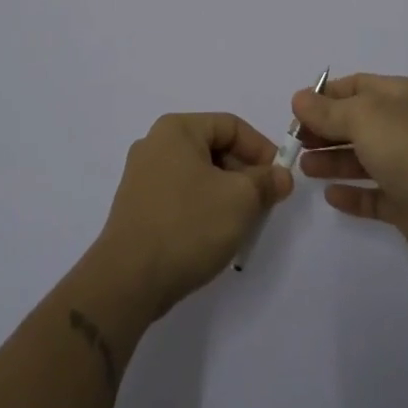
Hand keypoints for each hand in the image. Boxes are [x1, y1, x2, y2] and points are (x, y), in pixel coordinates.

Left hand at [93, 113, 292, 315]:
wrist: (128, 281)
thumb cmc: (188, 225)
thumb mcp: (240, 200)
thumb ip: (266, 182)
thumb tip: (280, 176)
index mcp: (177, 129)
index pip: (231, 125)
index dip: (261, 148)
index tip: (280, 178)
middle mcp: (155, 144)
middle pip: (213, 148)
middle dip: (244, 173)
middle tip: (265, 202)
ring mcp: (142, 176)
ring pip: (198, 174)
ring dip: (226, 193)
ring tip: (244, 222)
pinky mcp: (137, 207)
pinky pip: (181, 195)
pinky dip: (203, 207)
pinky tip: (215, 234)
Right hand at [293, 73, 407, 264]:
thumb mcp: (363, 117)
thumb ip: (328, 110)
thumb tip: (300, 98)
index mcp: (398, 96)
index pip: (356, 87)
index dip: (325, 96)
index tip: (296, 112)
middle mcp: (403, 126)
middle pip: (356, 123)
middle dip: (324, 130)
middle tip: (295, 143)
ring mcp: (406, 166)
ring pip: (362, 159)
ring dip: (332, 161)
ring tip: (304, 168)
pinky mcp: (407, 204)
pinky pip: (373, 195)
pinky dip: (351, 195)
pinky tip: (330, 196)